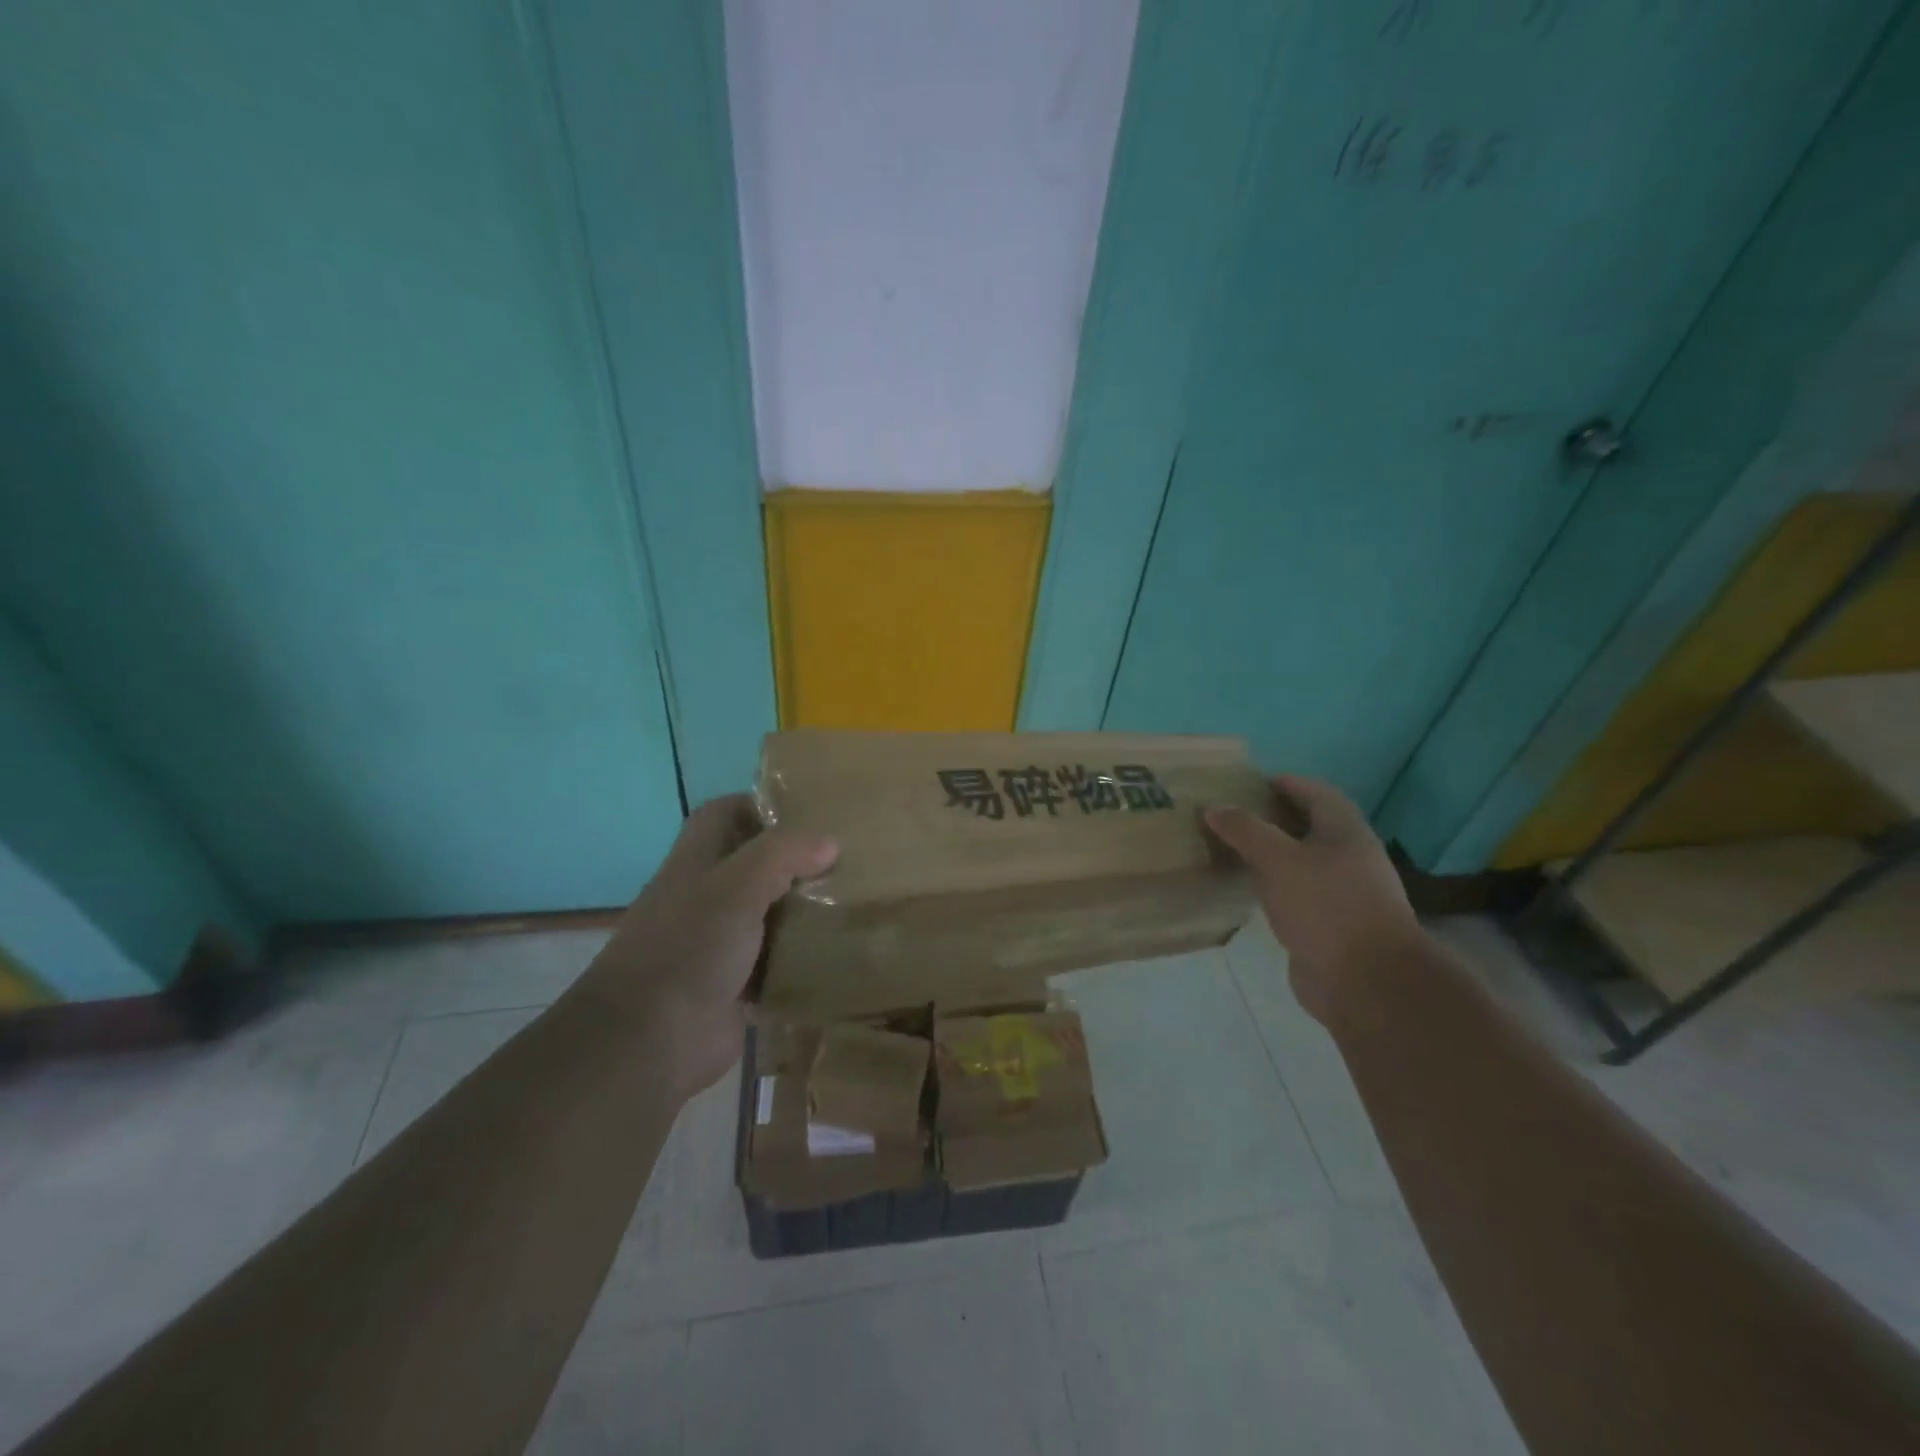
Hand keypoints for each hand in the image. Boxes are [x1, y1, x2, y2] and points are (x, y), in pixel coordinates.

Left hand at [577, 794, 837, 1096]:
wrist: (650, 1041)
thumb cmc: (689, 947)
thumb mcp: (737, 886)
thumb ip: (783, 855)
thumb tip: (830, 842)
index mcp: (696, 863)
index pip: (723, 814)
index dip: (759, 805)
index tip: (809, 813)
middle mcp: (706, 897)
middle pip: (753, 864)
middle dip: (795, 860)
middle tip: (846, 859)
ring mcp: (719, 943)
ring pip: (768, 913)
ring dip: (802, 909)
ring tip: (853, 900)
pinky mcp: (735, 984)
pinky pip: (775, 961)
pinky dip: (801, 957)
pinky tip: (838, 951)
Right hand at [1205, 775, 1418, 1024]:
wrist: (1366, 982)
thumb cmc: (1326, 907)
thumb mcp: (1278, 860)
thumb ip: (1245, 830)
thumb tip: (1214, 808)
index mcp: (1346, 832)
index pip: (1316, 793)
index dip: (1285, 783)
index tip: (1249, 783)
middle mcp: (1349, 858)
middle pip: (1309, 826)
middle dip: (1273, 818)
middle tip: (1232, 816)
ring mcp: (1342, 894)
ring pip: (1301, 862)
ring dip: (1271, 854)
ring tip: (1232, 849)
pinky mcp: (1330, 924)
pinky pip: (1297, 893)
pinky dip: (1273, 885)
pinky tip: (1248, 890)